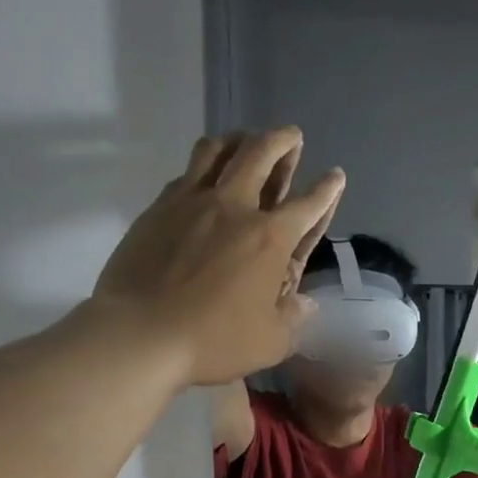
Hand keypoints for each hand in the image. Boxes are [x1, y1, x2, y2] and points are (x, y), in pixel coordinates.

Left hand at [94, 128, 343, 385]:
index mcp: (270, 239)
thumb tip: (307, 304)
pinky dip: (203, 167)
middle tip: (291, 136)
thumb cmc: (214, 341)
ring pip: (217, 151)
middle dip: (282, 141)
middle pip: (261, 154)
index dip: (327, 189)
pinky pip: (186, 174)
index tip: (336, 175)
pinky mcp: (158, 208)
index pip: (307, 205)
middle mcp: (234, 208)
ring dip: (238, 140)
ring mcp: (192, 203)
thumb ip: (293, 319)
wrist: (140, 334)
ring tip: (245, 140)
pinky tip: (204, 177)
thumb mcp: (270, 342)